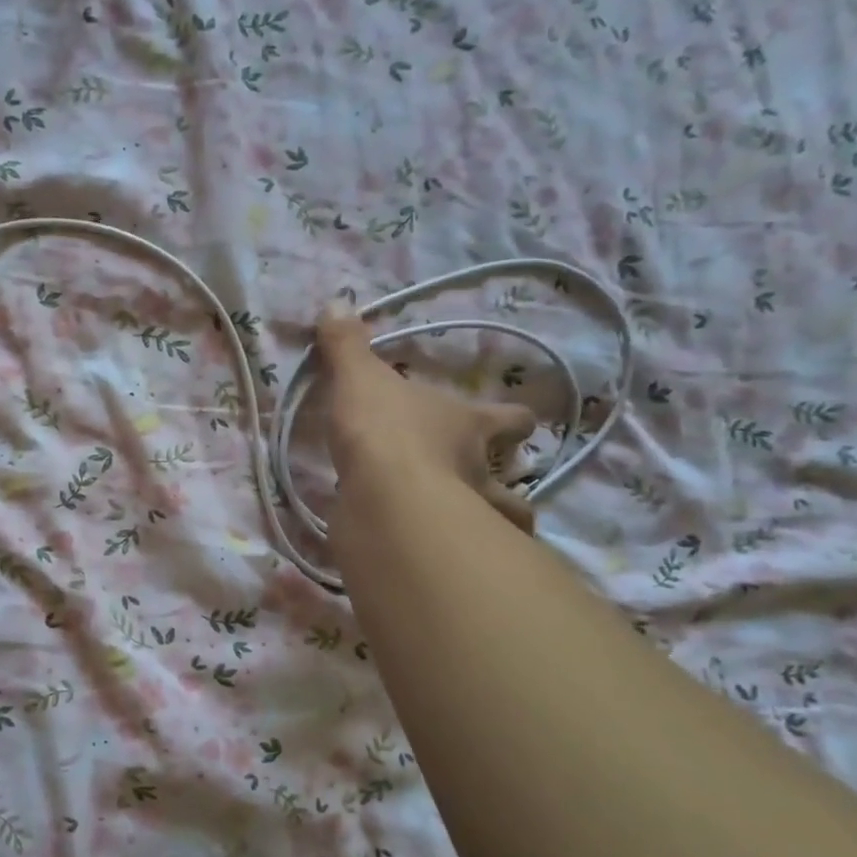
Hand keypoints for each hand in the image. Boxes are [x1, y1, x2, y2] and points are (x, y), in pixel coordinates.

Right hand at [316, 308, 537, 535]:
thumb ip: (347, 346)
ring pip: (501, 523)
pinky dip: (450, 553)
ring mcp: (467, 515)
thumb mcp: (359, 379)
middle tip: (495, 487)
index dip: (516, 420)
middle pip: (514, 481)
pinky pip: (454, 553)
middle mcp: (479, 471)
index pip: (510, 419)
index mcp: (469, 425)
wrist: (384, 497)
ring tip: (478, 531)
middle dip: (510, 485)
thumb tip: (336, 302)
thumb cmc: (384, 430)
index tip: (520, 423)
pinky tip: (434, 554)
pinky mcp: (441, 550)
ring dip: (494, 525)